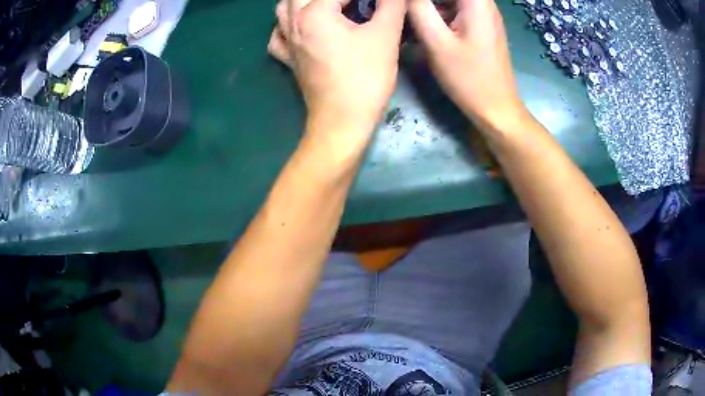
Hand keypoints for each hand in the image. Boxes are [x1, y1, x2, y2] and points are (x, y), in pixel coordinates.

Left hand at [268, 0, 405, 147]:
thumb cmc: (365, 78)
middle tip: (356, 4)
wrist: (342, 121)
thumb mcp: (385, 36)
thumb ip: (391, 5)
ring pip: (284, 8)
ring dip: (304, 0)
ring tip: (329, 5)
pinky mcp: (288, 59)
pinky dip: (286, 25)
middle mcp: (293, 22)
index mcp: (313, 13)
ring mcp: (287, 42)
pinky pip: (278, 35)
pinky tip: (301, 26)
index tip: (379, 4)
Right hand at [408, 0, 524, 129]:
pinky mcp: (481, 25)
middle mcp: (484, 3)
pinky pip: (456, 8)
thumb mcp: (437, 42)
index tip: (408, 5)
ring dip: (430, 5)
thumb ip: (418, 8)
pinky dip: (439, 12)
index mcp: (476, 2)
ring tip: (413, 18)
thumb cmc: (468, 77)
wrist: (496, 108)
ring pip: (452, 0)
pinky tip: (426, 26)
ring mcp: (484, 14)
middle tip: (408, 11)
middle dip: (425, 1)